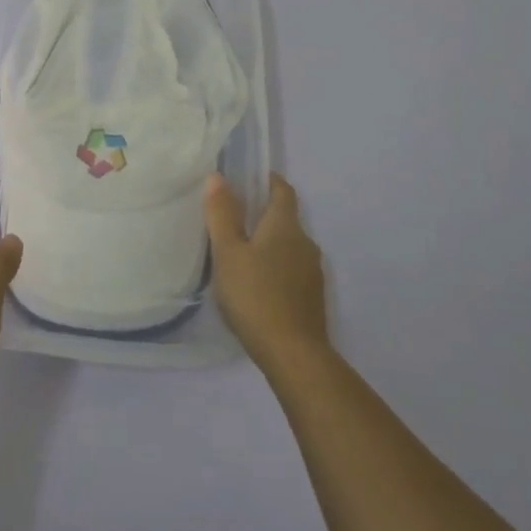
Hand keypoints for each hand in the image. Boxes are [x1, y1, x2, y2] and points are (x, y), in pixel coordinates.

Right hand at [206, 172, 330, 374]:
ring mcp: (312, 272)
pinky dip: (275, 268)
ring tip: (240, 254)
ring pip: (288, 247)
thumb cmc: (255, 295)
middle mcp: (305, 243)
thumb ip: (222, 214)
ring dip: (269, 244)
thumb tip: (218, 176)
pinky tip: (256, 284)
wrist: (294, 354)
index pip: (283, 191)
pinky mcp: (312, 298)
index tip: (249, 179)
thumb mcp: (228, 252)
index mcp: (285, 226)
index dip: (269, 181)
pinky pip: (291, 270)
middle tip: (232, 219)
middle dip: (263, 215)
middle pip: (285, 219)